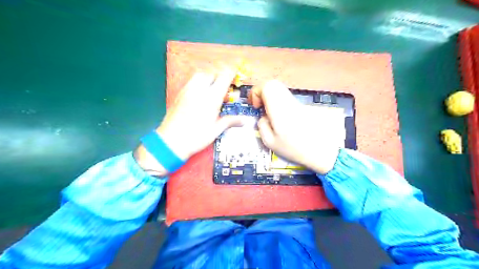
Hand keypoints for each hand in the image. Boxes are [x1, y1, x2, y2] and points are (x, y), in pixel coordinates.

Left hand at [135, 71, 244, 175]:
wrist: (171, 141)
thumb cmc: (196, 137)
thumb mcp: (216, 130)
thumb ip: (230, 121)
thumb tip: (245, 121)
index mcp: (211, 98)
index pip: (224, 77)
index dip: (231, 73)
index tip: (236, 75)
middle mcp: (199, 90)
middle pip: (211, 73)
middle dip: (219, 76)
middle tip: (224, 88)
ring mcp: (187, 91)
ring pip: (199, 75)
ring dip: (208, 78)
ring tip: (212, 89)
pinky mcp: (179, 94)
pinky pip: (191, 81)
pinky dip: (198, 82)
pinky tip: (200, 95)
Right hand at [251, 80, 344, 173]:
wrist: (320, 150)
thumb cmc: (294, 148)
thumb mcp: (270, 142)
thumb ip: (262, 126)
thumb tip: (263, 117)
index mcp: (279, 109)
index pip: (266, 86)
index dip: (256, 92)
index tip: (255, 106)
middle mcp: (288, 101)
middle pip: (273, 83)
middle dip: (261, 92)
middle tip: (259, 107)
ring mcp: (296, 102)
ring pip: (279, 89)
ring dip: (269, 97)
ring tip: (268, 112)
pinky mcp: (301, 105)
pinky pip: (285, 96)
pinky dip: (277, 101)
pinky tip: (278, 115)